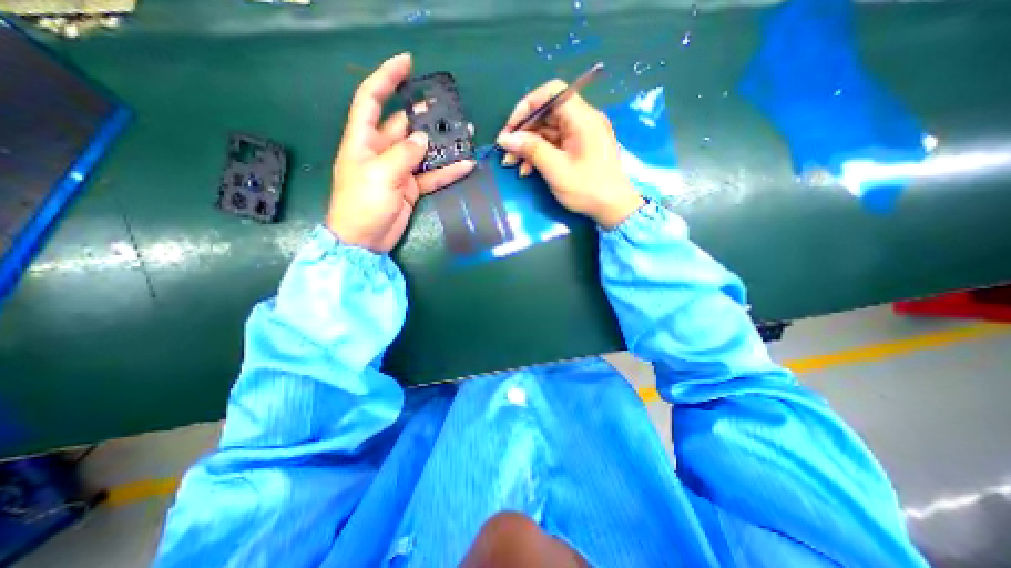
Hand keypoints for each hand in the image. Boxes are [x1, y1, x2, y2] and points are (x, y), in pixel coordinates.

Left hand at [328, 53, 479, 252]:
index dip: (387, 78)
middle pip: (404, 125)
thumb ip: (403, 154)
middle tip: (449, 108)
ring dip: (441, 143)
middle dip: (424, 115)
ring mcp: (398, 170)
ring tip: (464, 133)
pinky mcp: (410, 188)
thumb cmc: (362, 205)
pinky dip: (447, 171)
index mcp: (363, 140)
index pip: (371, 99)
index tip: (407, 63)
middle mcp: (381, 151)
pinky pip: (431, 175)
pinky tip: (465, 165)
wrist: (365, 241)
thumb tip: (422, 139)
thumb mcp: (380, 175)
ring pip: (422, 151)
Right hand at [497, 80, 641, 230]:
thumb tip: (505, 138)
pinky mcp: (579, 148)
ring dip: (528, 146)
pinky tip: (527, 169)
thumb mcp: (556, 170)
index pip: (551, 93)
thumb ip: (531, 149)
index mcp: (582, 118)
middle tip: (506, 152)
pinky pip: (555, 143)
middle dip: (524, 132)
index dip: (527, 106)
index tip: (512, 128)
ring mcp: (581, 134)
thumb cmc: (587, 189)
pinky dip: (540, 154)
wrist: (613, 208)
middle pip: (547, 114)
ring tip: (513, 165)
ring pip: (548, 131)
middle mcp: (583, 120)